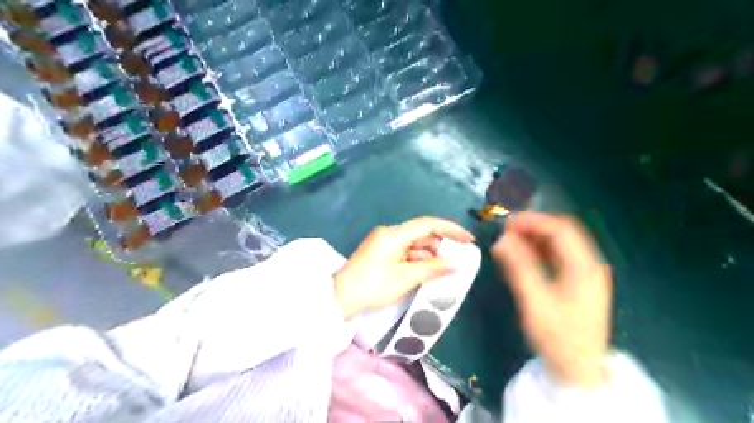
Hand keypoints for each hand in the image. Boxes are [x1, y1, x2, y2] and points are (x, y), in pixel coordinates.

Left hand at [333, 216, 472, 317]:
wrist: (341, 298)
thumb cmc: (374, 285)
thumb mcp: (406, 277)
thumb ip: (434, 268)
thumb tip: (458, 264)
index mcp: (394, 234)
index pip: (428, 224)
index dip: (451, 229)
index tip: (468, 239)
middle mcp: (390, 234)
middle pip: (421, 234)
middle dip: (441, 245)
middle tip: (458, 259)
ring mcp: (384, 243)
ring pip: (414, 244)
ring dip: (430, 255)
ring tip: (446, 269)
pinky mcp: (381, 253)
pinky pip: (405, 252)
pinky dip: (418, 260)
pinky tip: (428, 271)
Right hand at [496, 213, 612, 387]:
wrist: (579, 370)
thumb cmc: (558, 337)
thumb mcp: (535, 301)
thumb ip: (518, 267)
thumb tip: (501, 239)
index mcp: (584, 267)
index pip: (560, 230)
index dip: (532, 221)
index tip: (506, 223)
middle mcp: (590, 265)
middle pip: (563, 233)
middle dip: (534, 227)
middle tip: (506, 231)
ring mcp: (587, 273)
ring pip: (561, 244)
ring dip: (536, 238)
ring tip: (510, 241)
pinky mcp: (580, 282)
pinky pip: (560, 257)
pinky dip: (541, 251)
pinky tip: (524, 256)